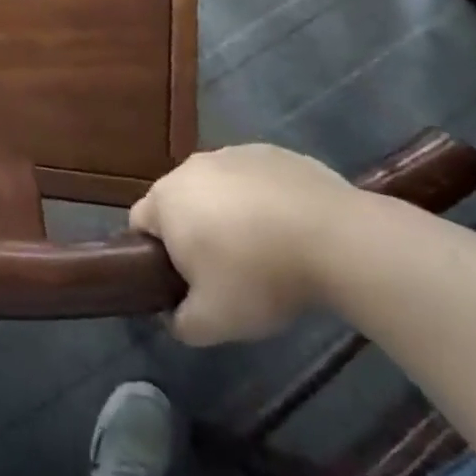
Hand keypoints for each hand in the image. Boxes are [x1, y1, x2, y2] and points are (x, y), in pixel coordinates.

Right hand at [130, 143, 356, 345]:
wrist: (334, 238)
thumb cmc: (258, 275)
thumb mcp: (212, 323)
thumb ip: (181, 323)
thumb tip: (174, 316)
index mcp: (166, 199)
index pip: (141, 224)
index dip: (155, 255)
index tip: (184, 281)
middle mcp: (192, 166)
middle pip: (180, 202)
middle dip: (194, 232)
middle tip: (224, 271)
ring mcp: (234, 153)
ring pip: (219, 188)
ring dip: (229, 213)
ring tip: (264, 249)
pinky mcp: (273, 152)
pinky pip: (255, 179)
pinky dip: (263, 200)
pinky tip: (291, 229)